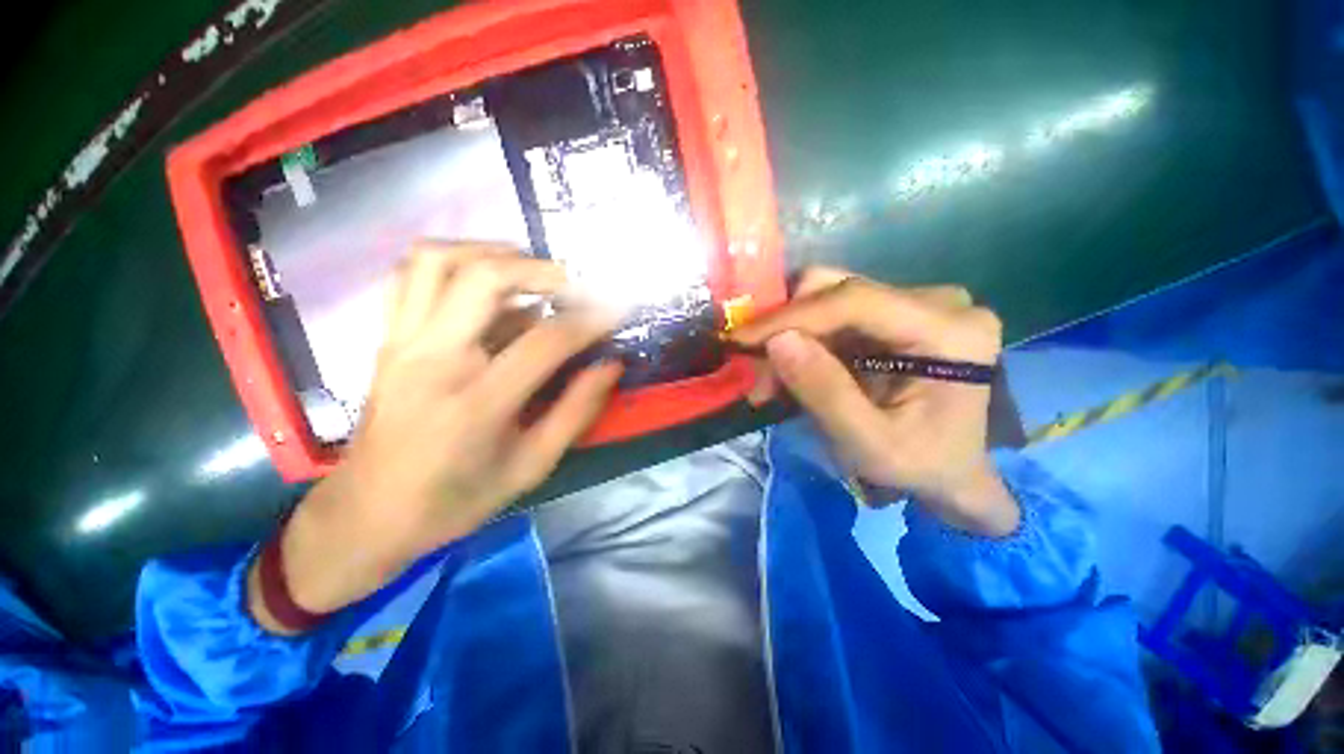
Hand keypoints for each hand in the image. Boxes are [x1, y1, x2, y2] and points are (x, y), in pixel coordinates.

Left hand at [250, 243, 621, 632]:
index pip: (545, 341)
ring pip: (437, 261)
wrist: (370, 514)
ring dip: (490, 252)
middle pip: (484, 279)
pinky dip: (452, 261)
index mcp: (477, 403)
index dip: (589, 320)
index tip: (616, 310)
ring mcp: (402, 343)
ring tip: (528, 270)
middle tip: (573, 284)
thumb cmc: (457, 498)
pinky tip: (482, 279)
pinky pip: (411, 275)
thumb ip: (576, 411)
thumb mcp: (531, 466)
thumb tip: (610, 365)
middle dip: (540, 270)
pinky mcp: (387, 339)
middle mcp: (433, 360)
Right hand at [729, 267, 1018, 536]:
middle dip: (785, 326)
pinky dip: (802, 339)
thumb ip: (825, 392)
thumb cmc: (919, 465)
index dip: (792, 315)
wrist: (950, 471)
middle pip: (839, 289)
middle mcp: (938, 302)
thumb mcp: (869, 444)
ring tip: (769, 379)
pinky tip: (789, 369)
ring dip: (790, 334)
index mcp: (951, 332)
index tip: (742, 339)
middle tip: (756, 370)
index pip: (856, 301)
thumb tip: (776, 340)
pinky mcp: (894, 312)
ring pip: (829, 298)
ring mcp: (916, 302)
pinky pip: (833, 313)